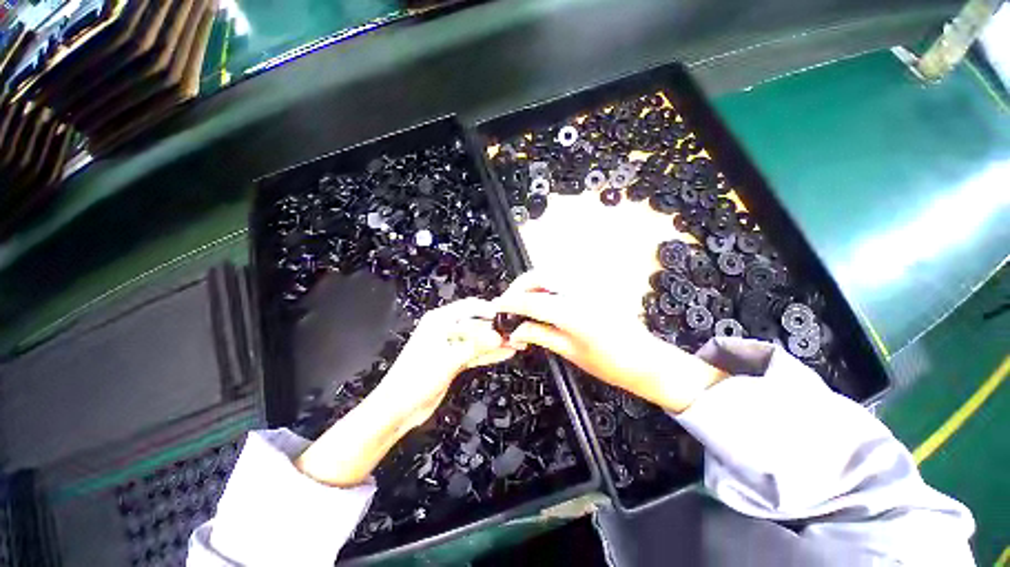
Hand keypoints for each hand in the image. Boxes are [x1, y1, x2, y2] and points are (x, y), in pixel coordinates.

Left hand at [296, 298, 515, 486]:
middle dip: (496, 329)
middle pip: (477, 324)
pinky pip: (475, 353)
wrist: (399, 409)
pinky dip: (489, 354)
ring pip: (478, 340)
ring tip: (517, 343)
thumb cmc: (416, 379)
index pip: (470, 307)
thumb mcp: (448, 360)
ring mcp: (451, 345)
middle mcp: (446, 329)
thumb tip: (499, 337)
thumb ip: (475, 346)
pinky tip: (505, 353)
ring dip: (496, 342)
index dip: (490, 310)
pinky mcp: (454, 360)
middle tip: (517, 333)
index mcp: (440, 321)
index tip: (510, 316)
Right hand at [493, 270, 726, 412]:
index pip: (531, 302)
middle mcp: (579, 292)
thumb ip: (540, 336)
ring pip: (550, 273)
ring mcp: (588, 285)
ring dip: (531, 284)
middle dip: (519, 287)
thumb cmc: (611, 364)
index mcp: (573, 313)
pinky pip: (563, 277)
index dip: (510, 304)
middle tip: (509, 303)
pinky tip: (543, 298)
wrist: (647, 360)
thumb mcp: (571, 353)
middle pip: (539, 277)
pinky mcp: (593, 285)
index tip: (497, 308)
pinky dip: (546, 284)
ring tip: (523, 301)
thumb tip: (515, 331)